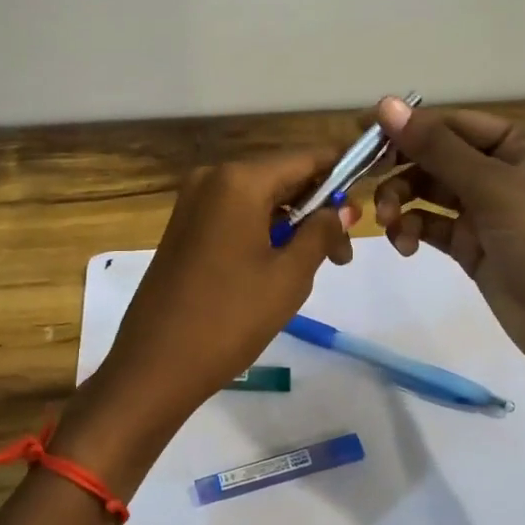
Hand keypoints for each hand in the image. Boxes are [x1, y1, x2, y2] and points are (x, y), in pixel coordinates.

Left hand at [88, 151, 356, 436]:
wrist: (155, 365)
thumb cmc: (230, 318)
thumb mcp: (290, 276)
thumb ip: (322, 232)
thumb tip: (343, 207)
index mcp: (239, 180)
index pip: (305, 159)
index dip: (342, 173)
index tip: (369, 199)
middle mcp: (211, 179)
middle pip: (281, 178)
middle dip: (317, 208)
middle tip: (344, 254)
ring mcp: (192, 204)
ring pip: (258, 200)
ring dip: (291, 224)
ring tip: (316, 266)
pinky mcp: (183, 229)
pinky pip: (234, 217)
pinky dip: (262, 232)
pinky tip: (278, 266)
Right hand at [371, 98, 524, 384]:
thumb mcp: (494, 188)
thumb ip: (437, 148)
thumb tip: (386, 105)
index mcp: (523, 143)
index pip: (452, 123)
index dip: (405, 127)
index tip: (356, 133)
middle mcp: (504, 170)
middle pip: (436, 157)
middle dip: (400, 170)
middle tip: (362, 181)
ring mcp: (487, 210)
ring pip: (428, 192)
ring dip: (402, 203)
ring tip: (389, 224)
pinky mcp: (473, 245)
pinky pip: (432, 226)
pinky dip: (414, 231)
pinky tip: (405, 245)